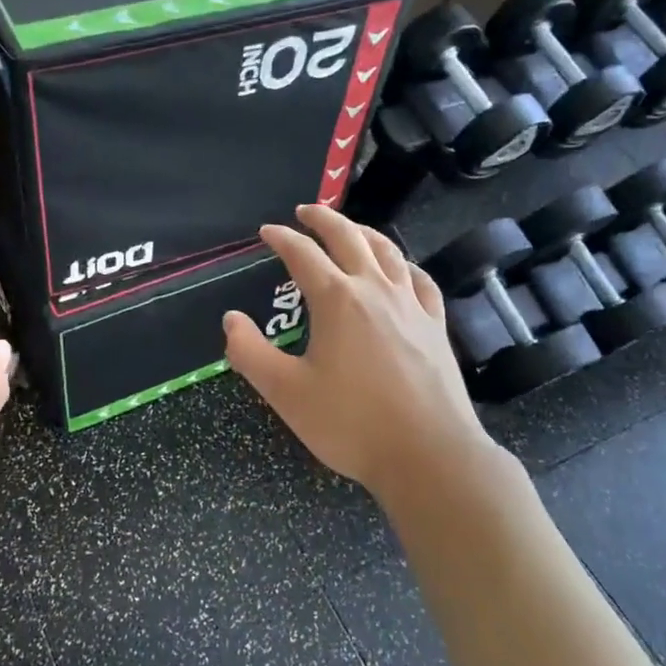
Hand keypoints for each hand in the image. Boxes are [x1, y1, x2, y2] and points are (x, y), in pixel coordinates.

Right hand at [223, 205, 491, 496]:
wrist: (428, 454)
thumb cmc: (351, 423)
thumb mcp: (286, 393)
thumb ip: (250, 353)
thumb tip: (231, 319)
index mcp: (336, 300)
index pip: (302, 254)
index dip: (281, 237)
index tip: (266, 231)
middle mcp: (375, 290)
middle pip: (349, 237)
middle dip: (323, 220)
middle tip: (305, 212)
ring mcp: (411, 305)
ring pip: (387, 251)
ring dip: (364, 232)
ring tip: (350, 228)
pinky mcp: (435, 325)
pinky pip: (419, 280)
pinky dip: (403, 264)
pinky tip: (401, 269)